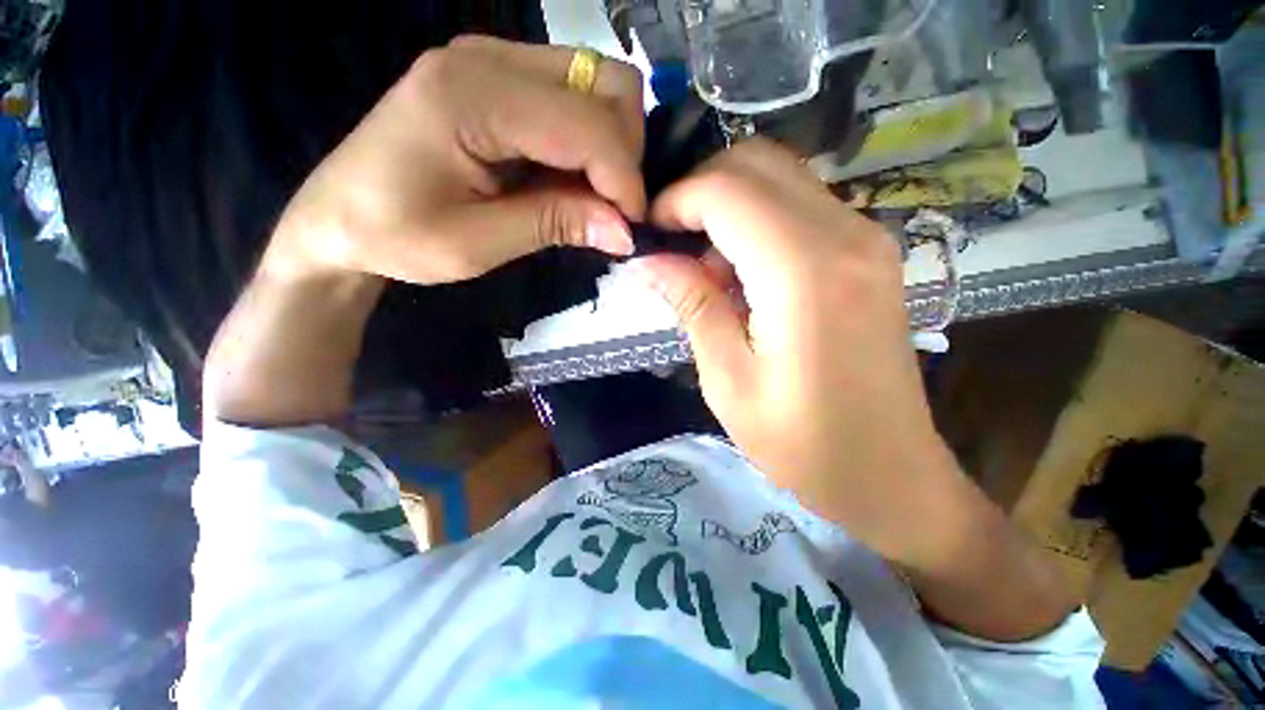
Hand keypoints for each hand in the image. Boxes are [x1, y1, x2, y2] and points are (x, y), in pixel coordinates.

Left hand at [262, 36, 644, 286]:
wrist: (338, 218)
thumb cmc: (396, 236)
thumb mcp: (478, 245)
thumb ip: (556, 225)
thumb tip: (625, 232)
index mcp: (470, 95)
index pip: (586, 124)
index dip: (624, 179)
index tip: (633, 227)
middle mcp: (487, 58)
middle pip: (606, 82)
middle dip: (625, 153)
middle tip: (610, 209)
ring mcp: (493, 60)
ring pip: (598, 83)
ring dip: (612, 145)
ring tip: (590, 197)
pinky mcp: (499, 78)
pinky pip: (574, 97)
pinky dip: (590, 141)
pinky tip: (570, 178)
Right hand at [639, 140, 958, 560]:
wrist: (891, 473)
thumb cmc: (803, 443)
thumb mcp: (728, 381)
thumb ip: (692, 306)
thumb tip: (649, 261)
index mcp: (805, 272)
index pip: (726, 190)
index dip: (677, 200)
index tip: (649, 234)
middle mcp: (846, 234)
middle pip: (757, 163)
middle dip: (700, 190)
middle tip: (673, 243)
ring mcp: (867, 237)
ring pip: (780, 176)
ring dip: (729, 206)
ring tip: (705, 267)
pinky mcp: (871, 251)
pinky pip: (801, 204)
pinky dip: (758, 219)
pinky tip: (742, 272)